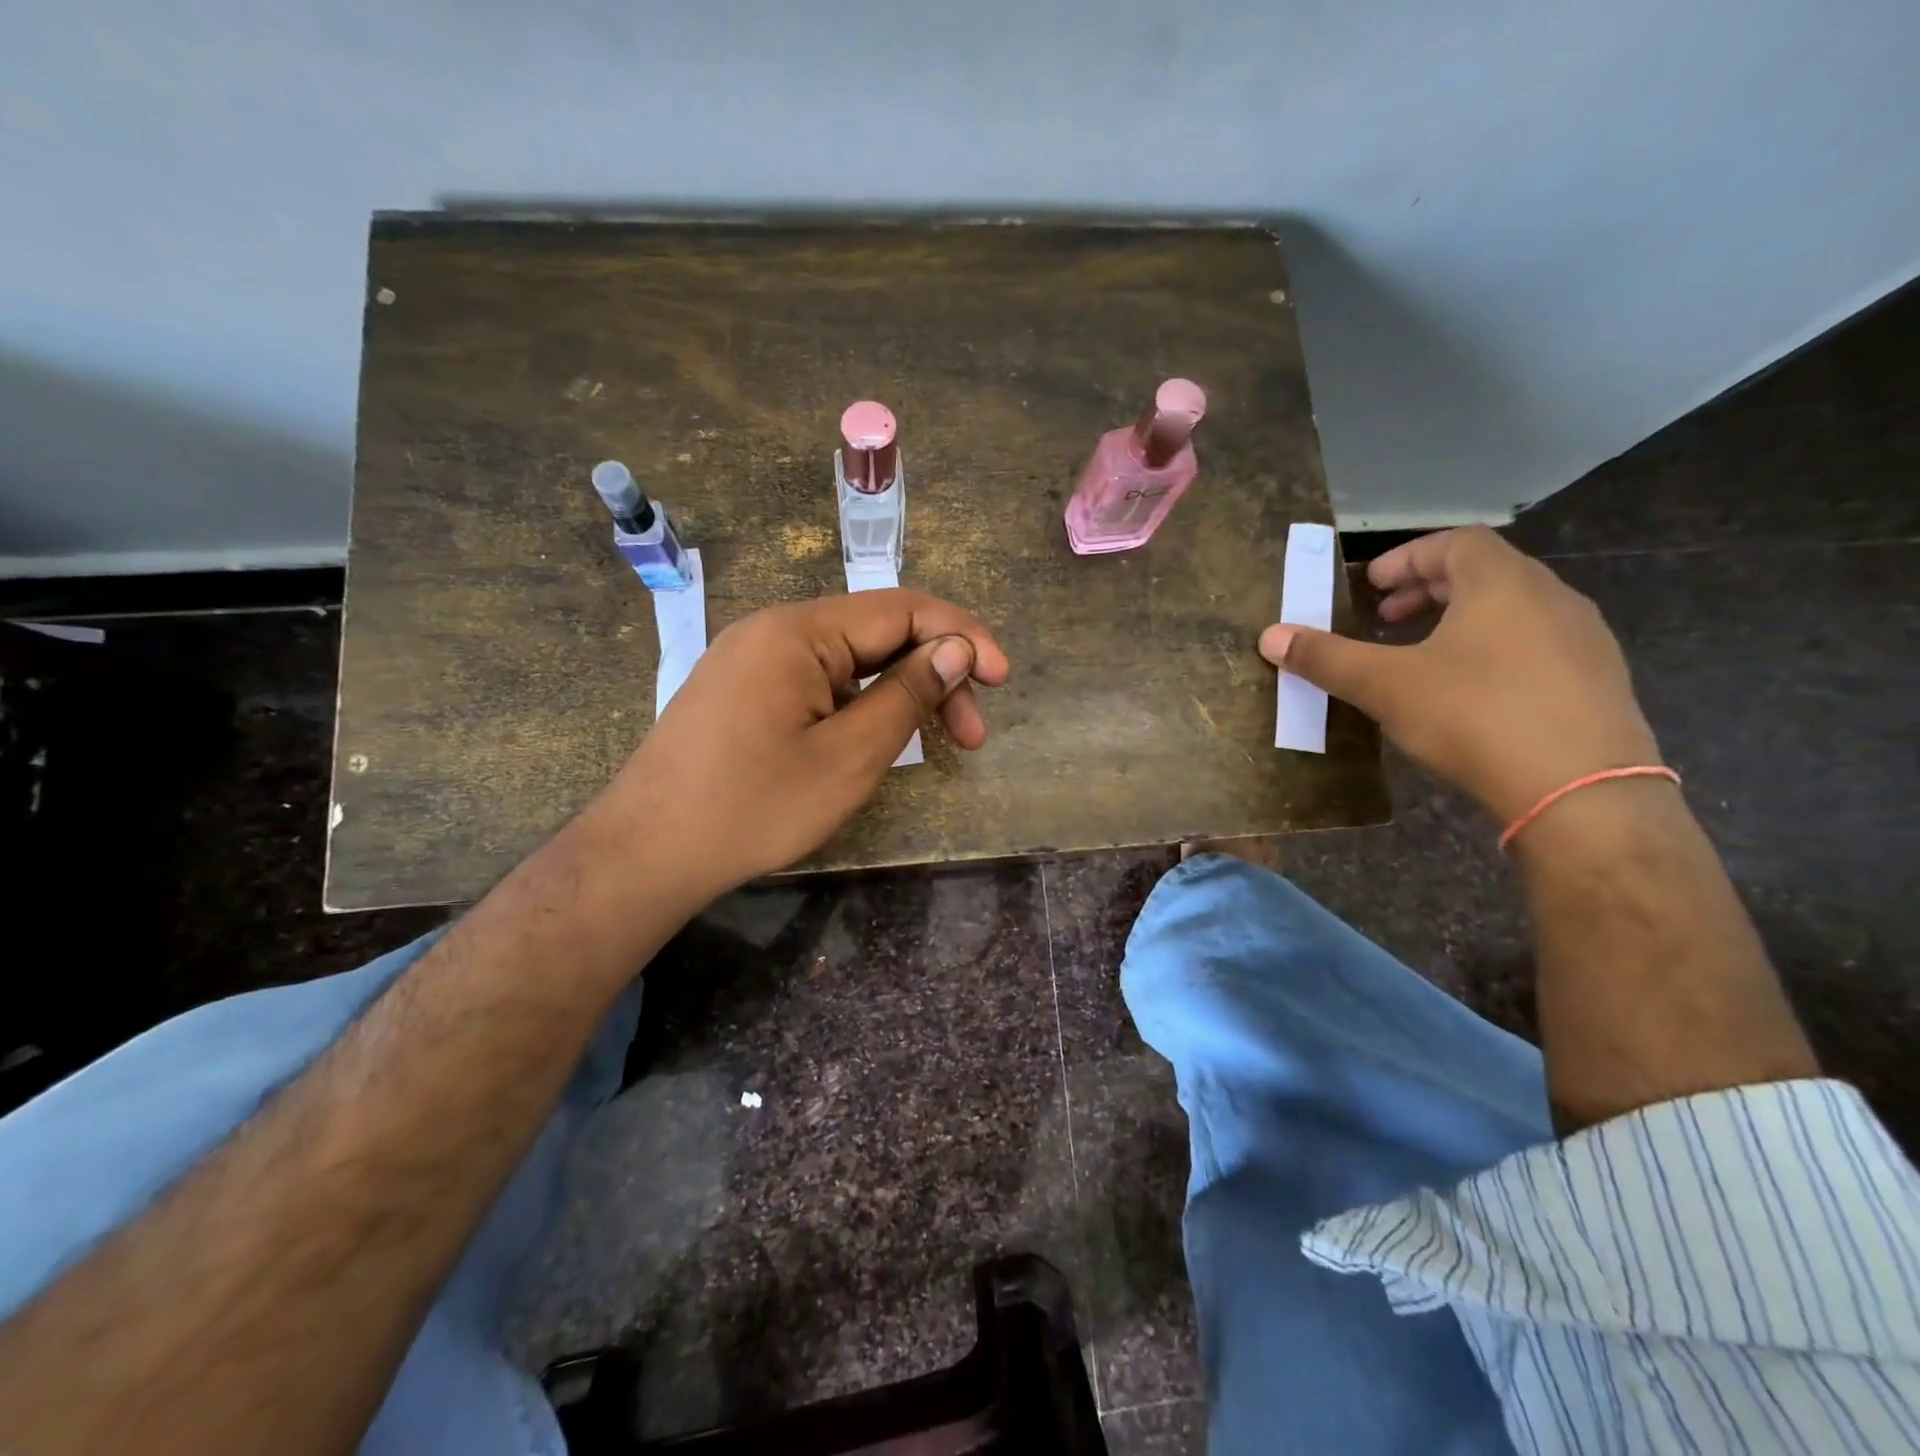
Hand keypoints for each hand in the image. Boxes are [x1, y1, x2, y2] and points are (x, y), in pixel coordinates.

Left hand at [603, 589, 1008, 901]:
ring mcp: (753, 658)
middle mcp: (774, 629)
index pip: (902, 609)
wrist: (646, 853)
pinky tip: (877, 739)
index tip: (1002, 678)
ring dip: (900, 693)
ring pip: (850, 660)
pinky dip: (861, 704)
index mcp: (798, 631)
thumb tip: (957, 652)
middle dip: (935, 675)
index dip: (962, 637)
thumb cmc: (752, 808)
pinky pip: (819, 680)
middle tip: (972, 737)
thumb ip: (908, 696)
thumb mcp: (848, 757)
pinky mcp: (744, 689)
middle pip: (878, 633)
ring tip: (934, 744)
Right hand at [1259, 526, 1661, 822]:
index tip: (1371, 587)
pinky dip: (1494, 651)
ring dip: (1461, 621)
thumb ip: (1327, 658)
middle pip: (1485, 573)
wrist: (1584, 792)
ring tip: (1423, 657)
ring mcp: (1585, 640)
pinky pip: (1538, 646)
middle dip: (1428, 591)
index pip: (1454, 542)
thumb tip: (1269, 636)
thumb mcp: (1385, 686)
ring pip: (1514, 611)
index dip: (1406, 557)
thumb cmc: (1475, 716)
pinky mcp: (1600, 683)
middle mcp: (1552, 598)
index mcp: (1503, 583)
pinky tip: (1470, 695)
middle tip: (1386, 620)